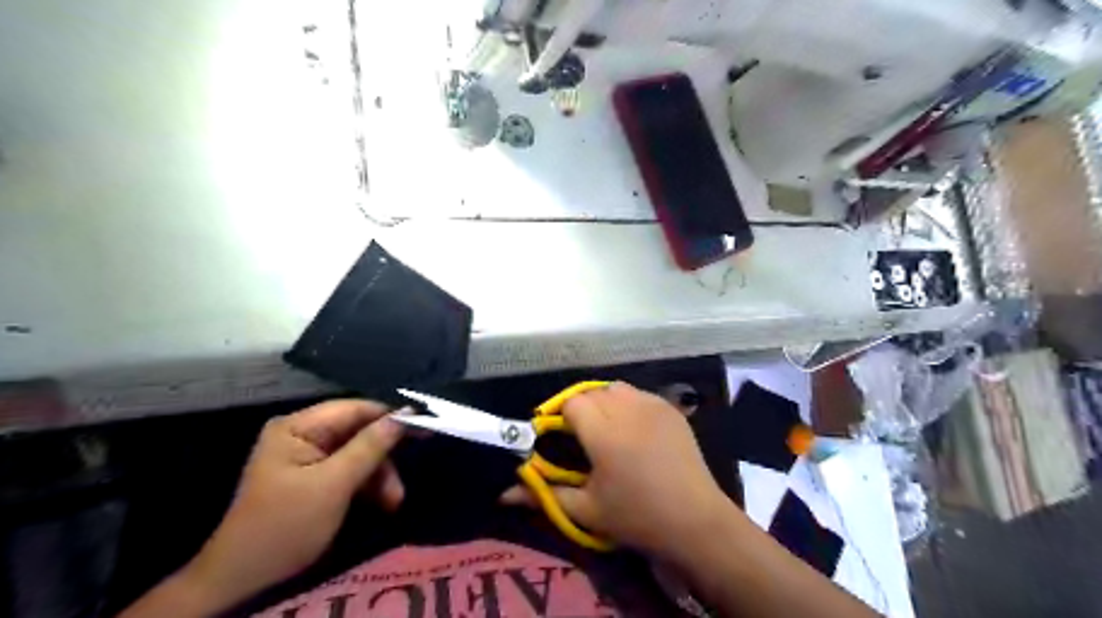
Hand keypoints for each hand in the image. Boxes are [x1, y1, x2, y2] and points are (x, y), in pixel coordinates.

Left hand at [181, 401, 403, 608]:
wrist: (243, 578)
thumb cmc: (287, 525)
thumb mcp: (334, 484)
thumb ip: (370, 446)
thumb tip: (405, 415)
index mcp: (298, 427)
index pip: (355, 409)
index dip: (390, 416)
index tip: (424, 425)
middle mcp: (302, 434)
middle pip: (358, 431)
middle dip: (383, 457)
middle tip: (404, 478)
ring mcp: (307, 455)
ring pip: (358, 452)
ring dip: (379, 475)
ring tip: (394, 501)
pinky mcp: (313, 475)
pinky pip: (349, 469)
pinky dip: (367, 484)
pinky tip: (381, 502)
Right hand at [502, 385, 735, 557]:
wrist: (695, 520)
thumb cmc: (636, 517)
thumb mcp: (586, 510)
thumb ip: (544, 494)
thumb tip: (503, 494)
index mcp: (604, 432)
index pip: (572, 403)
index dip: (561, 416)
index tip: (560, 436)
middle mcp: (627, 409)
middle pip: (592, 391)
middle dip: (581, 408)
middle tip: (582, 436)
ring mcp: (653, 405)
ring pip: (616, 388)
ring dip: (604, 402)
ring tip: (606, 428)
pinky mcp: (670, 409)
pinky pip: (639, 394)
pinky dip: (628, 403)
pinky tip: (633, 428)